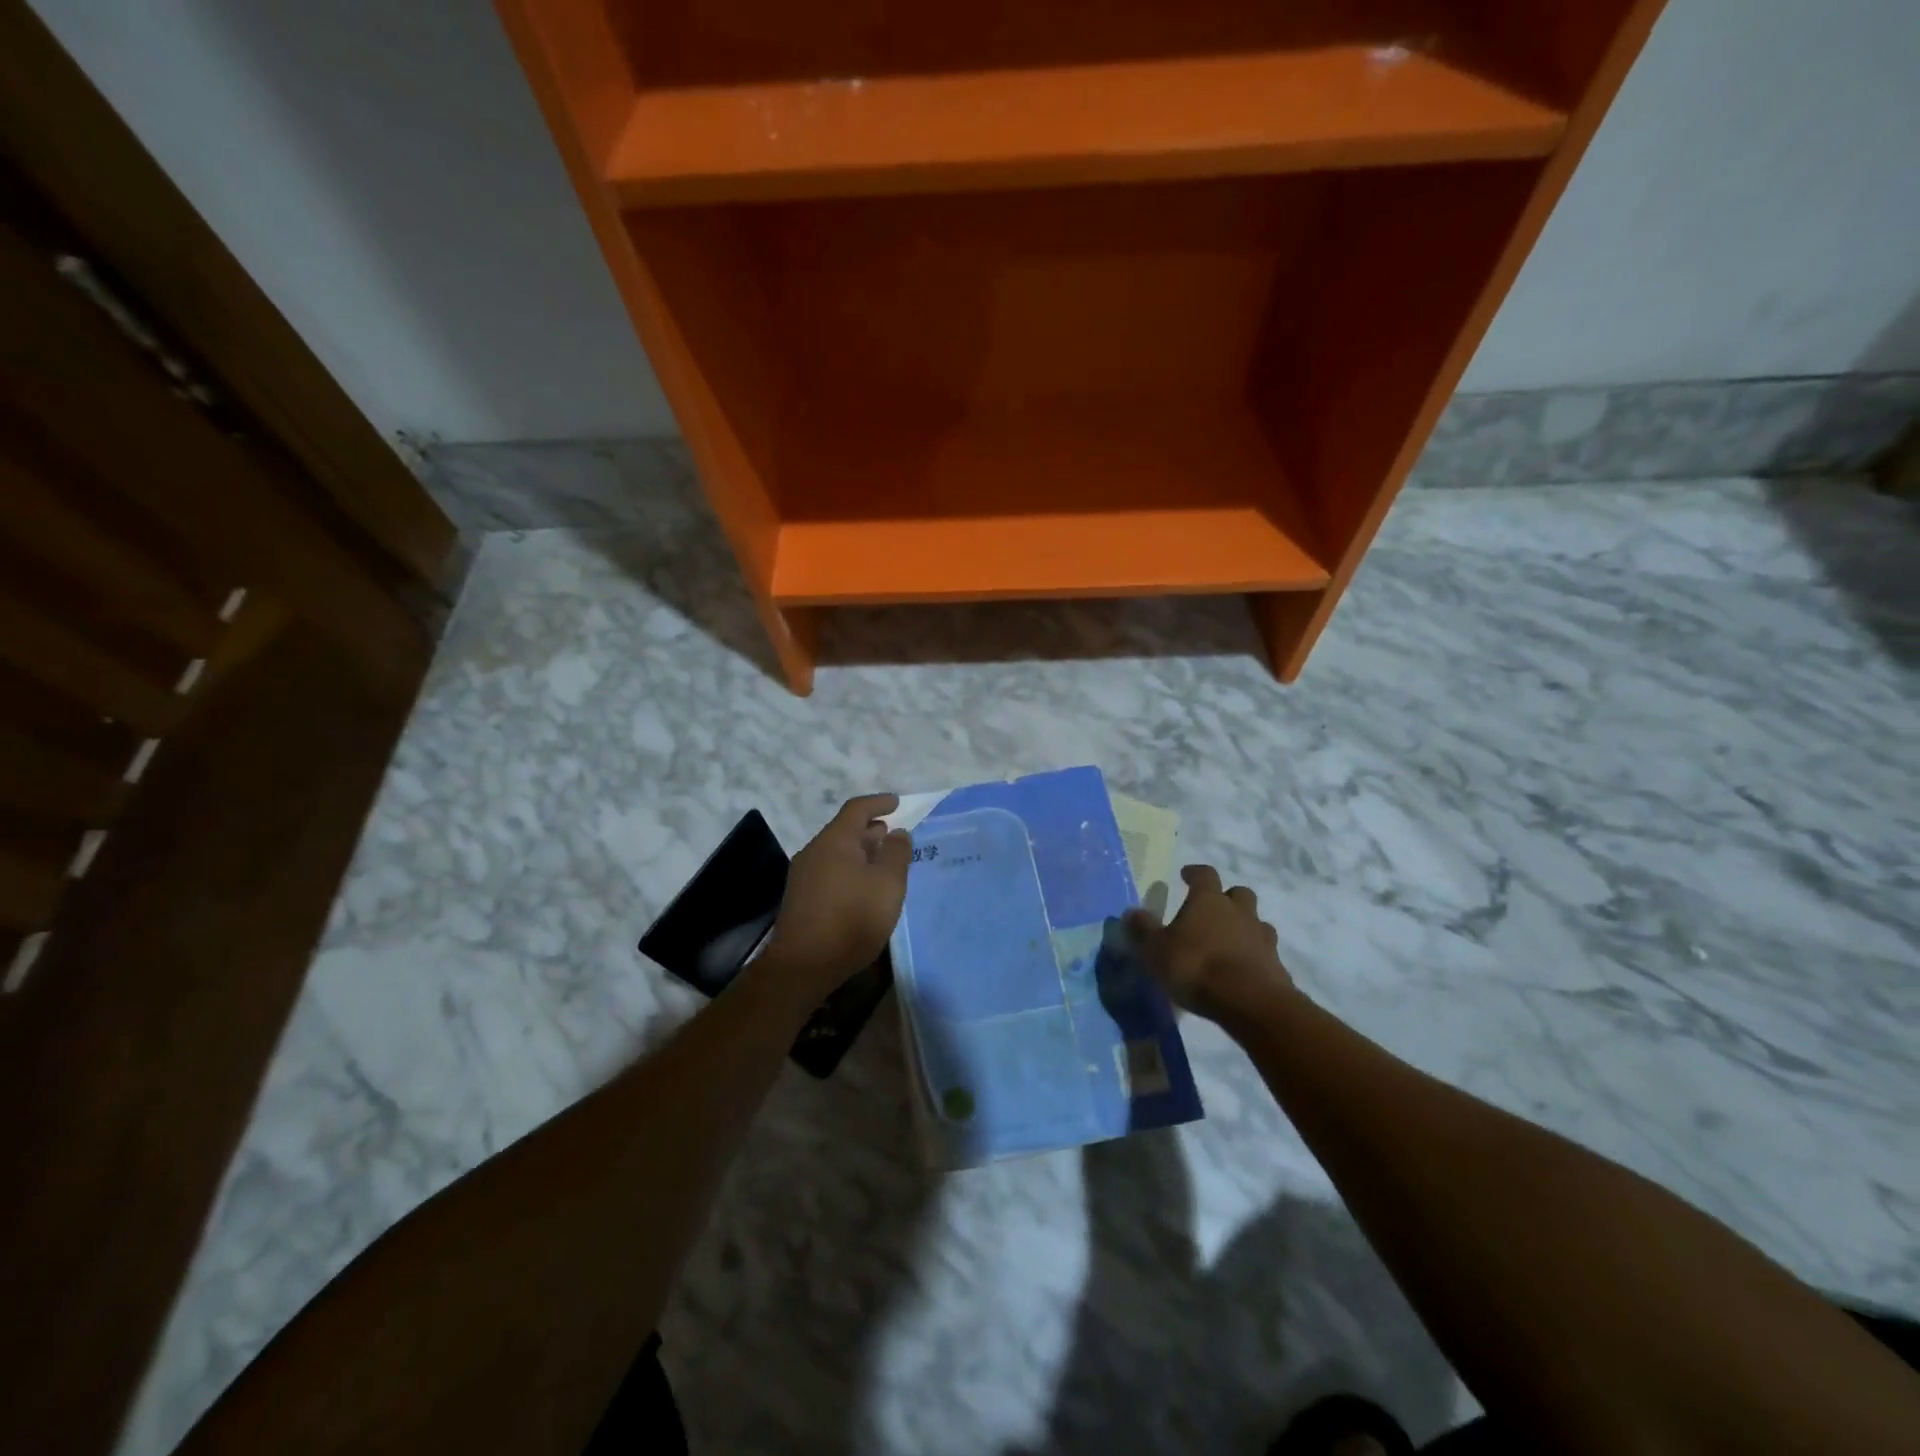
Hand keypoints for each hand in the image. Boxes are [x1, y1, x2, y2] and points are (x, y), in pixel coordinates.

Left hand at [763, 794, 911, 992]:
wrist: (803, 966)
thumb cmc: (852, 919)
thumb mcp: (887, 885)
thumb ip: (896, 854)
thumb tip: (897, 833)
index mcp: (835, 841)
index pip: (857, 809)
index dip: (879, 803)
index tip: (897, 802)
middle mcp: (815, 851)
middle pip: (844, 830)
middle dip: (870, 829)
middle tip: (893, 835)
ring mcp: (803, 875)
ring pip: (837, 852)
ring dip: (861, 851)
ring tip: (882, 861)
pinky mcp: (801, 898)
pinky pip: (830, 870)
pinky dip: (850, 868)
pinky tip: (863, 887)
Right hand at [1123, 864, 1292, 1023]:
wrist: (1250, 1002)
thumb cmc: (1196, 966)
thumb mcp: (1156, 950)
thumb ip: (1143, 930)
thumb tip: (1131, 912)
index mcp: (1209, 900)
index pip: (1204, 874)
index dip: (1195, 873)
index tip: (1186, 875)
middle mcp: (1239, 912)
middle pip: (1239, 893)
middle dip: (1227, 898)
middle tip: (1212, 911)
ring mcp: (1262, 938)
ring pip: (1256, 922)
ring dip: (1244, 927)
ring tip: (1228, 943)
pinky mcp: (1277, 966)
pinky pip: (1265, 953)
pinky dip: (1254, 957)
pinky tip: (1241, 971)